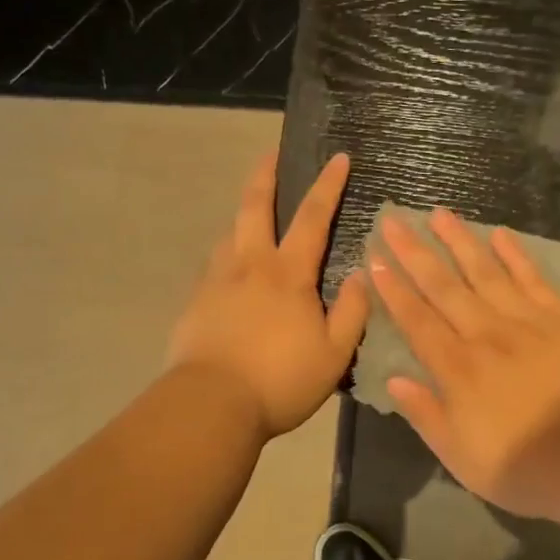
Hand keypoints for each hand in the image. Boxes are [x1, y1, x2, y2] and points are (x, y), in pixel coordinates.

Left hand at [167, 151, 369, 437]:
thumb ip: (352, 311)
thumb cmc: (280, 380)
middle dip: (265, 174)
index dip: (327, 185)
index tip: (338, 157)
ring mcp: (216, 280)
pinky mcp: (195, 302)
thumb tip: (364, 274)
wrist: (210, 405)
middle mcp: (249, 264)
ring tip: (254, 217)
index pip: (312, 216)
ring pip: (230, 233)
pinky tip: (232, 271)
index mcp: (287, 273)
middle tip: (271, 154)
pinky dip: (228, 255)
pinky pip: (215, 266)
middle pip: (254, 206)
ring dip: (244, 216)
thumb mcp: (333, 353)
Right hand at [369, 208, 559, 517]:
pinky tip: (500, 234)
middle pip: (444, 286)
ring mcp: (525, 321)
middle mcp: (485, 334)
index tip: (375, 259)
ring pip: (485, 272)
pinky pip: (533, 279)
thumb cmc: (522, 466)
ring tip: (440, 213)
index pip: (416, 320)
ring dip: (460, 241)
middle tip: (394, 221)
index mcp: (457, 368)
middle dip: (414, 253)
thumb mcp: (460, 456)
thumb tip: (394, 378)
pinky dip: (516, 255)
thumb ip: (426, 414)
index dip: (393, 289)